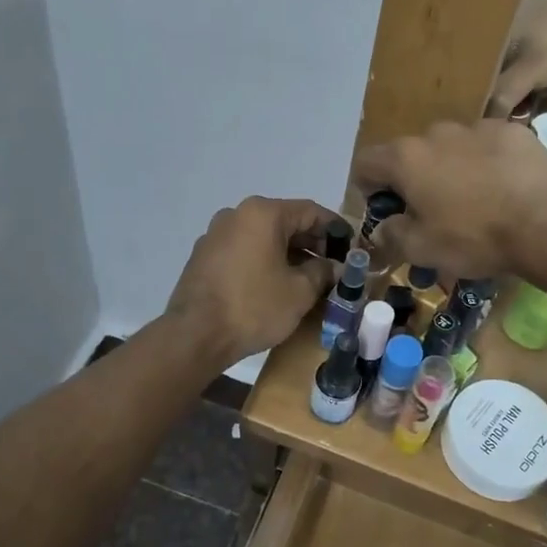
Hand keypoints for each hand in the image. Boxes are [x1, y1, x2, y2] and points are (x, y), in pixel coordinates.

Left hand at [163, 197, 341, 366]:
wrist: (195, 335)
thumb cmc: (254, 306)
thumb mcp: (300, 292)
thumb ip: (323, 272)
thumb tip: (335, 267)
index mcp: (262, 213)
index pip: (310, 211)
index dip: (335, 229)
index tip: (352, 248)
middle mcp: (236, 214)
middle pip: (285, 222)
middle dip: (311, 244)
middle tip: (332, 267)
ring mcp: (215, 235)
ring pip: (263, 238)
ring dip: (287, 254)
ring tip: (307, 280)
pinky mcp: (203, 257)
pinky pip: (243, 251)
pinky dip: (263, 262)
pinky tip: (275, 285)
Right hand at [352, 120, 546, 279]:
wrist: (546, 223)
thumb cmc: (474, 237)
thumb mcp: (422, 250)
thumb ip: (391, 236)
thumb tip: (382, 229)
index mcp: (406, 158)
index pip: (365, 163)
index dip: (368, 188)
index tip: (387, 211)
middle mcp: (436, 133)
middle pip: (411, 154)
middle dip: (414, 179)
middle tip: (433, 212)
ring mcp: (477, 126)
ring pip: (451, 147)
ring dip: (452, 168)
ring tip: (475, 200)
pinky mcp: (513, 131)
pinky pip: (488, 145)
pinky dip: (488, 162)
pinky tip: (505, 188)